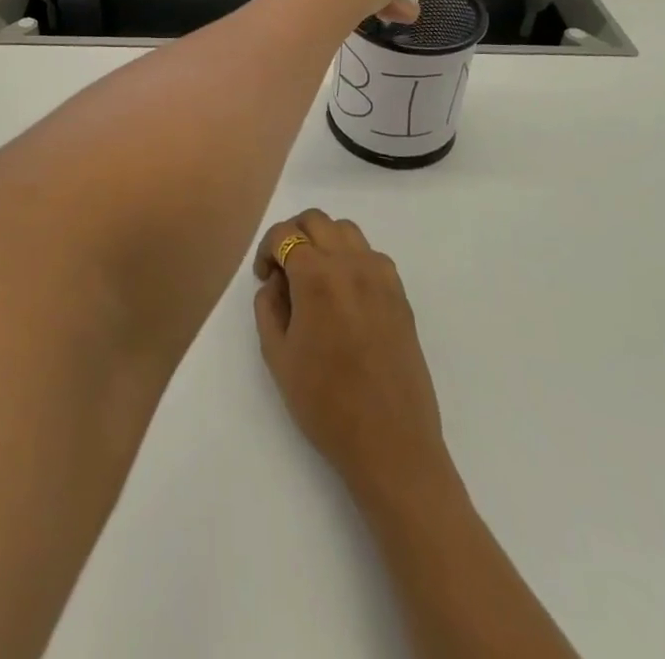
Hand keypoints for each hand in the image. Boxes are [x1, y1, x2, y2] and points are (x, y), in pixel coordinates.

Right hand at [253, 210, 447, 499]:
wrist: (391, 443)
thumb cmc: (325, 404)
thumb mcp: (277, 356)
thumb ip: (268, 306)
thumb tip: (277, 281)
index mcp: (317, 276)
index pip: (285, 234)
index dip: (268, 249)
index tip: (264, 277)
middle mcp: (351, 263)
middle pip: (317, 220)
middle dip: (293, 236)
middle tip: (284, 271)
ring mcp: (381, 276)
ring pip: (346, 231)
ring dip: (324, 242)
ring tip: (315, 278)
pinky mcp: (400, 294)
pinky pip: (371, 254)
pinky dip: (352, 258)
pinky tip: (345, 294)